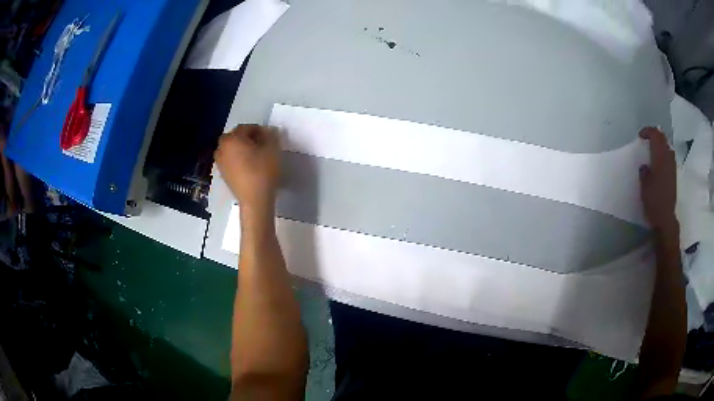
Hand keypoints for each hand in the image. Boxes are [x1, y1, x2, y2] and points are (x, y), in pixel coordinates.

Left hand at [215, 125, 280, 211]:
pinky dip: (237, 160)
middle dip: (248, 139)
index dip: (259, 130)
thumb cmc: (263, 171)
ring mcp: (220, 162)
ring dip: (241, 149)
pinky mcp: (223, 174)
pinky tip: (248, 167)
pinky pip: (230, 160)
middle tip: (261, 145)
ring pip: (231, 149)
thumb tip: (267, 130)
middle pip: (236, 137)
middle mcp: (221, 148)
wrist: (255, 200)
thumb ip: (270, 134)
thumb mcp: (272, 149)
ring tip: (255, 156)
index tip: (269, 137)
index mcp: (231, 139)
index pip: (246, 127)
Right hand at [639, 127, 677, 232]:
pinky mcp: (674, 176)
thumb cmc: (654, 201)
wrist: (666, 219)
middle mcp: (668, 158)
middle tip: (647, 139)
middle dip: (655, 136)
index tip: (640, 136)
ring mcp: (672, 167)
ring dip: (661, 145)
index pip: (655, 135)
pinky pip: (670, 158)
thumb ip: (644, 172)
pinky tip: (660, 162)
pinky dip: (664, 155)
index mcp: (660, 157)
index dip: (648, 131)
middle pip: (663, 139)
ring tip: (654, 150)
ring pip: (667, 148)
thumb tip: (645, 166)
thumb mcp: (644, 186)